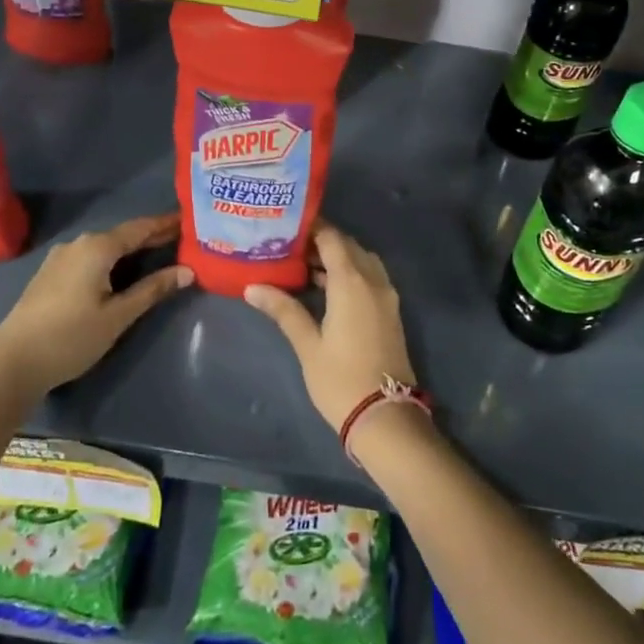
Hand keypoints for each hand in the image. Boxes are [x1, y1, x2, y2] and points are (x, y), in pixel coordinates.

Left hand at [0, 214, 191, 396]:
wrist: (11, 364)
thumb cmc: (70, 337)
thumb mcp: (118, 316)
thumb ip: (152, 290)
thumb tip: (187, 271)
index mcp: (97, 247)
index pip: (140, 228)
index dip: (165, 224)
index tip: (188, 219)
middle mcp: (78, 244)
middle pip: (122, 235)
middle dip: (150, 236)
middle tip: (180, 237)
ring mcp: (60, 258)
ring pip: (104, 247)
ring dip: (130, 249)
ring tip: (157, 253)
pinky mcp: (50, 275)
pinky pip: (90, 258)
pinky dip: (111, 260)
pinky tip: (121, 271)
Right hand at [243, 222, 415, 431]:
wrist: (385, 416)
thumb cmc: (340, 379)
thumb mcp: (307, 345)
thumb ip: (283, 310)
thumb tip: (252, 287)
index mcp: (352, 282)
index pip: (332, 238)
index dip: (312, 228)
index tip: (287, 226)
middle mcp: (373, 280)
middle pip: (349, 246)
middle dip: (323, 241)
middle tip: (290, 246)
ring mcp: (386, 296)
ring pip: (362, 261)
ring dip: (338, 257)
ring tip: (304, 264)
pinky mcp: (391, 311)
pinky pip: (371, 277)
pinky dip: (352, 272)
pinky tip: (326, 287)